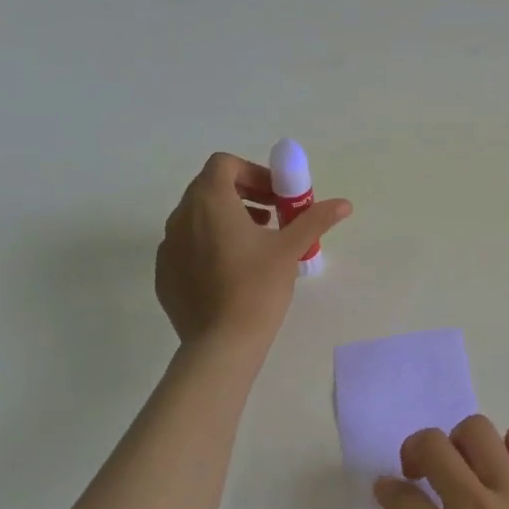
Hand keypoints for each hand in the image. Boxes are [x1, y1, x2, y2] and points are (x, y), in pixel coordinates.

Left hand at [155, 152, 350, 345]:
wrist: (221, 344)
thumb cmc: (257, 287)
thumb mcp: (290, 249)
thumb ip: (315, 219)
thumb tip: (344, 204)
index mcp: (210, 202)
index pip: (224, 164)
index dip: (253, 172)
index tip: (276, 196)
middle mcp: (181, 217)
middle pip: (209, 187)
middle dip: (243, 193)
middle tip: (272, 216)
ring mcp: (168, 246)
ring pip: (196, 216)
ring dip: (226, 217)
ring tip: (255, 243)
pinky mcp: (165, 273)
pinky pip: (187, 245)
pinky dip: (209, 243)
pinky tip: (232, 271)